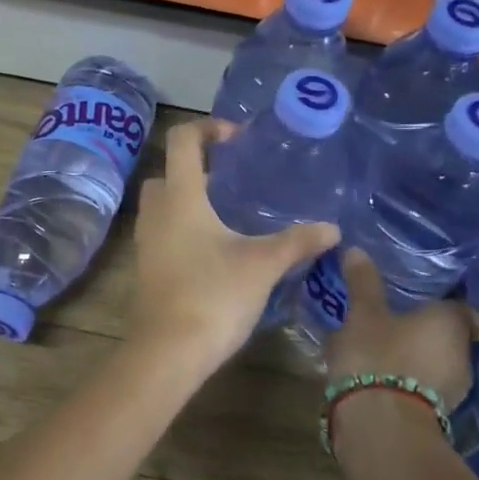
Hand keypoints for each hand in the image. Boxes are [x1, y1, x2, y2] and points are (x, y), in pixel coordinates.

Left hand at [129, 120, 338, 378]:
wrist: (168, 350)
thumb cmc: (214, 295)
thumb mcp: (263, 264)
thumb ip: (297, 241)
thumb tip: (332, 228)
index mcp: (180, 196)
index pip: (183, 140)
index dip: (208, 128)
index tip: (238, 137)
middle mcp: (157, 211)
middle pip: (168, 171)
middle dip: (197, 167)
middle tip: (231, 179)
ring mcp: (146, 240)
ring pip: (163, 203)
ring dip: (189, 198)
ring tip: (228, 213)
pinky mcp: (147, 265)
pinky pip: (163, 230)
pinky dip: (184, 226)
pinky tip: (216, 248)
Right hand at [325, 249, 478, 410]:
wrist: (380, 425)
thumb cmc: (377, 355)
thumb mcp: (363, 313)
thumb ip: (363, 282)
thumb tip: (356, 249)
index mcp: (452, 323)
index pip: (464, 306)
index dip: (447, 299)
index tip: (427, 295)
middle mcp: (464, 354)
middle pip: (451, 334)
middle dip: (428, 326)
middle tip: (399, 313)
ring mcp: (454, 388)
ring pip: (437, 360)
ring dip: (417, 352)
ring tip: (386, 341)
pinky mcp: (436, 412)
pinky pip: (425, 382)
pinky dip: (409, 374)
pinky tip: (383, 369)